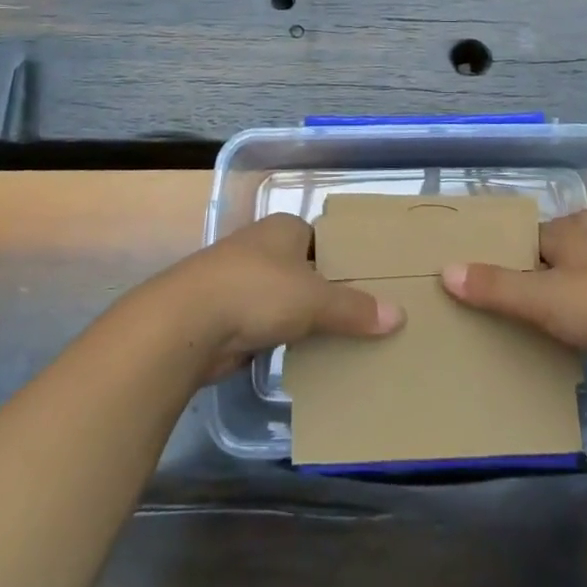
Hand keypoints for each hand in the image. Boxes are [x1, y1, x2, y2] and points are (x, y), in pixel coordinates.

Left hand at [156, 213, 404, 383]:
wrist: (187, 323)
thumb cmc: (257, 291)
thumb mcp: (315, 299)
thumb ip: (355, 308)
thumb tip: (399, 316)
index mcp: (285, 229)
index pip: (325, 239)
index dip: (347, 259)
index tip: (374, 283)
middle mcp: (263, 248)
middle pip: (307, 270)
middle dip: (330, 293)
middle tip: (367, 317)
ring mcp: (242, 282)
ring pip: (287, 300)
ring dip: (307, 319)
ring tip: (346, 340)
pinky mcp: (228, 316)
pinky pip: (269, 326)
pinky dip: (285, 340)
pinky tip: (307, 357)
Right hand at [440, 209, 586, 371]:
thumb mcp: (541, 297)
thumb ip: (495, 287)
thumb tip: (446, 270)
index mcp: (569, 232)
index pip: (528, 232)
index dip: (506, 247)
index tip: (484, 268)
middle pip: (560, 243)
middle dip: (541, 259)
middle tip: (515, 285)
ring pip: (584, 269)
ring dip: (567, 284)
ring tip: (541, 309)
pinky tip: (580, 329)